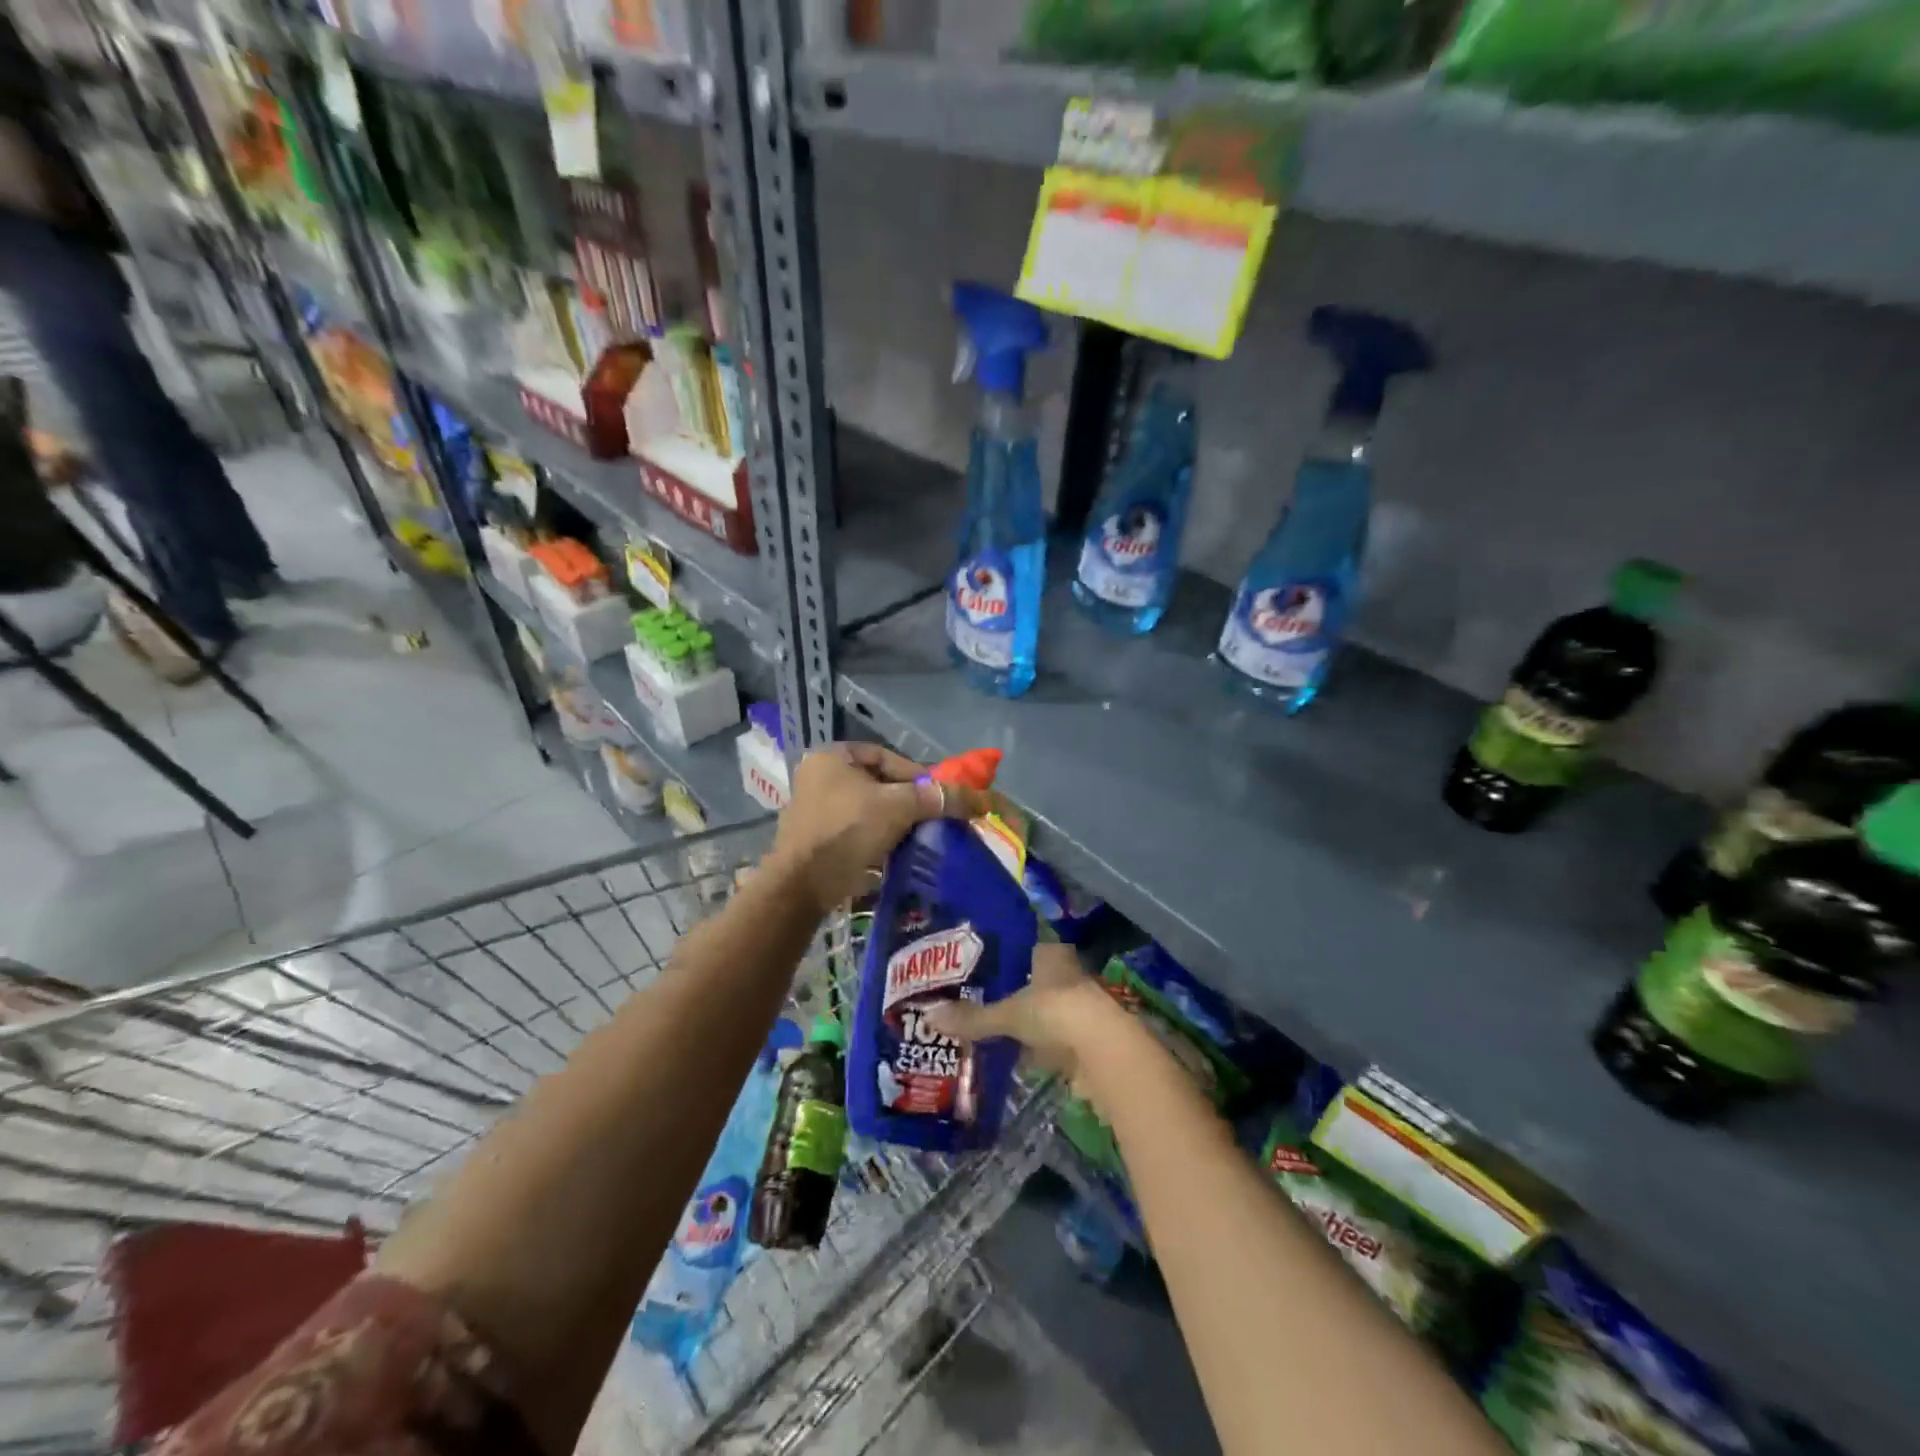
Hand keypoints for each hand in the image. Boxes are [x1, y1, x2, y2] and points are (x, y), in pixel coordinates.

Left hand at [767, 743, 987, 914]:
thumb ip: (937, 798)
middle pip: (877, 783)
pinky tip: (895, 854)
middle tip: (932, 817)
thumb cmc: (847, 831)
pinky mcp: (815, 841)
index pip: (884, 756)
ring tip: (918, 837)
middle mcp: (818, 777)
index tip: (937, 795)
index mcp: (831, 757)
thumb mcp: (899, 807)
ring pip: (867, 810)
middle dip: (906, 801)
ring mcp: (813, 810)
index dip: (915, 773)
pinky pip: (855, 832)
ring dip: (893, 822)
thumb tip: (979, 798)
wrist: (803, 886)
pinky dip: (876, 839)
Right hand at [925, 943, 1120, 1090]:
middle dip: (1012, 996)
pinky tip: (1016, 1057)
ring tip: (990, 1033)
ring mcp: (1079, 1007)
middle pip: (1033, 983)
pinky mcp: (1085, 1038)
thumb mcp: (1007, 1014)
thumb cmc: (1055, 1012)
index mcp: (1051, 954)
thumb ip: (972, 1018)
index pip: (1023, 950)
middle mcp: (1068, 974)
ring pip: (1044, 1012)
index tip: (976, 974)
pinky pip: (1053, 1040)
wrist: (1103, 1050)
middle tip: (976, 1005)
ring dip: (1026, 1024)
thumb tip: (929, 1016)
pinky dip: (1037, 1048)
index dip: (1002, 962)